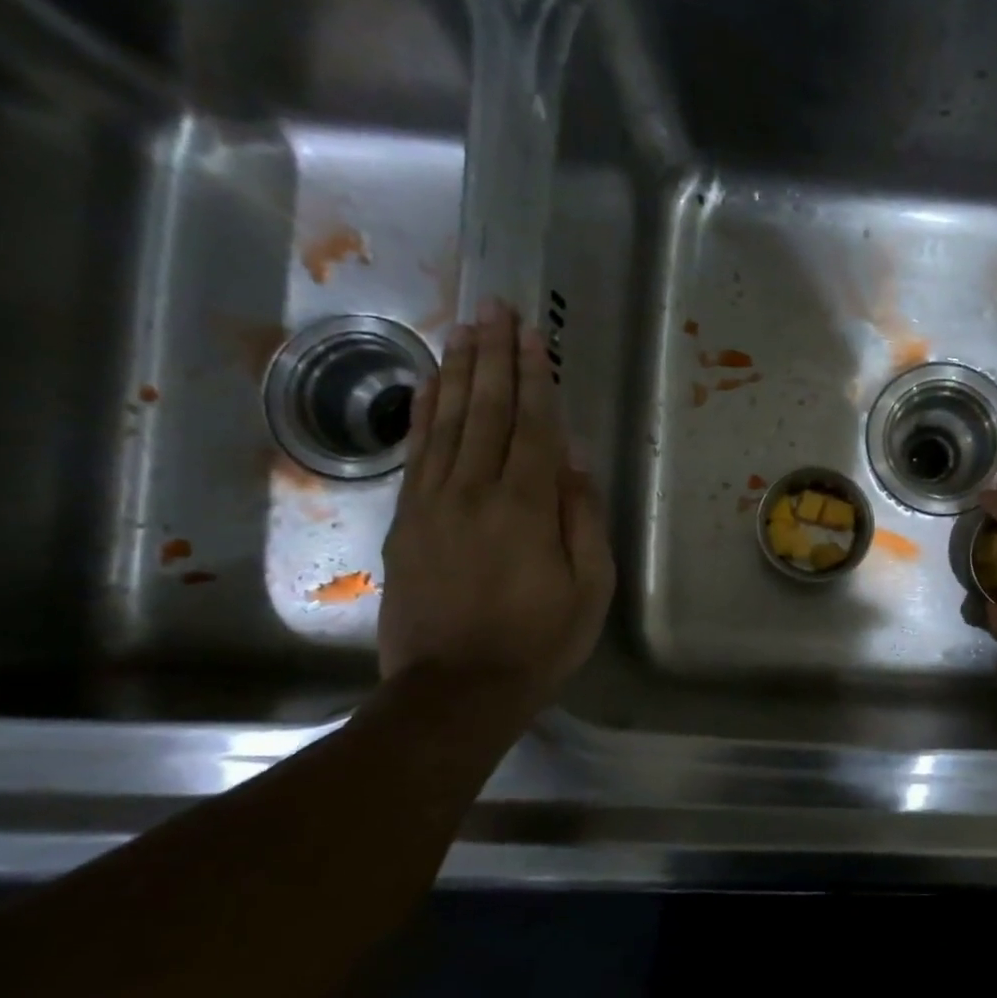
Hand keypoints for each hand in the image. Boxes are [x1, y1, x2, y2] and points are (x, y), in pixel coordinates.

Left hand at [379, 299, 613, 714]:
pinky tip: (432, 385)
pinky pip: (417, 454)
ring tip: (466, 328)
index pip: (532, 428)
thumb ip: (581, 519)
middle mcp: (474, 493)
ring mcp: (432, 505)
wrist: (457, 689)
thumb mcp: (589, 588)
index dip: (534, 378)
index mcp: (524, 508)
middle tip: (496, 308)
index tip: (534, 335)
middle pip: (486, 412)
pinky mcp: (406, 522)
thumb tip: (575, 461)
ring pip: (447, 424)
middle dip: (494, 357)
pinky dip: (425, 413)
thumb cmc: (539, 641)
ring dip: (459, 372)